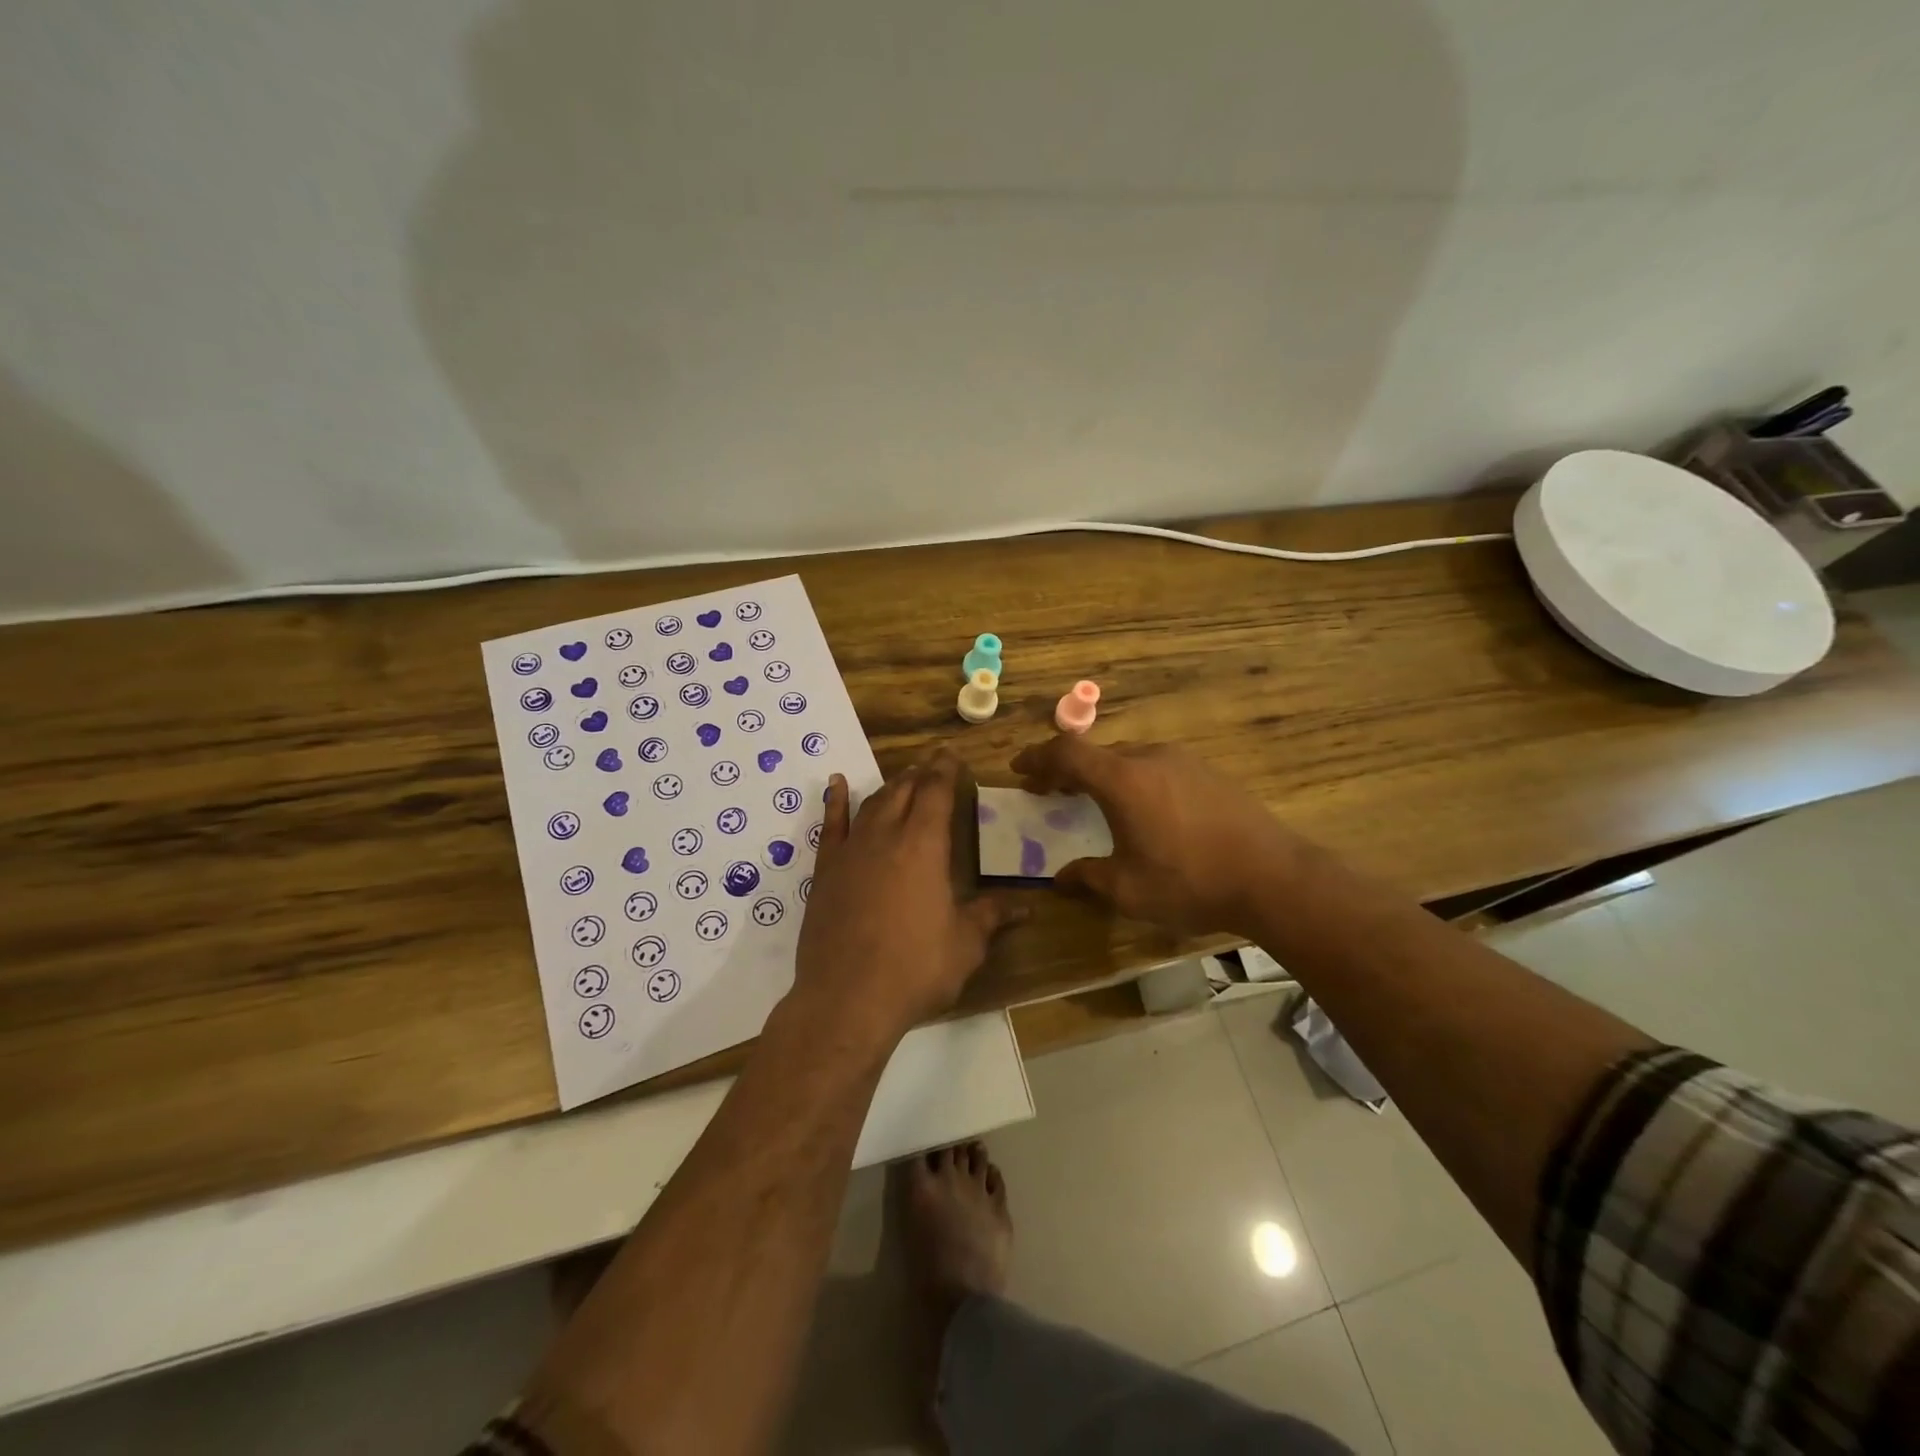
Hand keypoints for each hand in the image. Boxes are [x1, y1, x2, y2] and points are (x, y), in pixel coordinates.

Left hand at [793, 753, 1020, 1042]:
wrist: (847, 999)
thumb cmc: (915, 969)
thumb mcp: (965, 945)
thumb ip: (991, 917)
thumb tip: (1026, 907)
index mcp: (924, 846)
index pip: (937, 792)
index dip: (945, 770)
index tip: (951, 754)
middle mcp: (886, 837)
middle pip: (904, 791)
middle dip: (920, 774)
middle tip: (932, 765)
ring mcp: (851, 851)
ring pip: (872, 804)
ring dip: (890, 787)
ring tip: (903, 779)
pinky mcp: (826, 871)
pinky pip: (831, 825)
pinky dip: (835, 802)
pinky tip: (838, 784)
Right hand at [1011, 735, 1303, 936]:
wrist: (1273, 877)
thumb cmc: (1190, 882)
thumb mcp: (1128, 890)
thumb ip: (1088, 877)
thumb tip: (1060, 878)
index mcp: (1122, 780)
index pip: (1066, 752)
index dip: (1037, 757)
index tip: (1019, 770)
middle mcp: (1149, 758)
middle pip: (1096, 752)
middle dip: (1066, 769)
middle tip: (1050, 792)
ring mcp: (1183, 761)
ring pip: (1128, 757)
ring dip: (1102, 774)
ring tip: (1093, 801)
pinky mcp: (1208, 772)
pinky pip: (1156, 766)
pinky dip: (1133, 778)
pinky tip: (1143, 809)